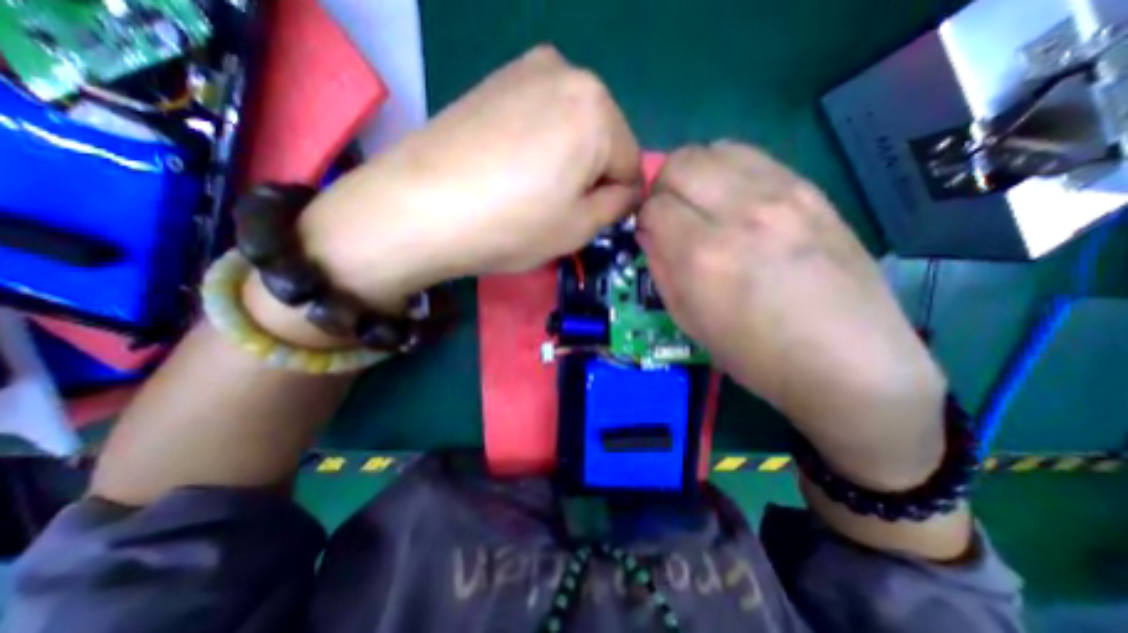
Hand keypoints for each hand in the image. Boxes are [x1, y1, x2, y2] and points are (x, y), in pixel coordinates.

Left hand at [298, 46, 637, 309]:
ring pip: (572, 128)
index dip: (616, 200)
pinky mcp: (494, 80)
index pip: (631, 164)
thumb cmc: (512, 225)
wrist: (420, 208)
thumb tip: (625, 193)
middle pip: (602, 140)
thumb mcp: (579, 228)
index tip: (592, 221)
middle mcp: (567, 73)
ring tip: (531, 191)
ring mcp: (525, 70)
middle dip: (591, 177)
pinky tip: (511, 169)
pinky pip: (540, 118)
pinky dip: (539, 145)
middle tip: (559, 208)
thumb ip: (616, 206)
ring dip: (566, 161)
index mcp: (597, 109)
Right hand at [638, 141, 943, 489]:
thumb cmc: (754, 354)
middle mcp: (739, 214)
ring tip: (702, 204)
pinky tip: (735, 200)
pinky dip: (728, 171)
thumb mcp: (688, 320)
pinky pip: (753, 157)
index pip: (654, 206)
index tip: (652, 234)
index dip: (645, 218)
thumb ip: (661, 268)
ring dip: (695, 174)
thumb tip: (649, 232)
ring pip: (715, 149)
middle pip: (680, 163)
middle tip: (671, 213)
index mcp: (703, 256)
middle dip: (664, 186)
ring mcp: (782, 195)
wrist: (847, 362)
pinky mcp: (812, 190)